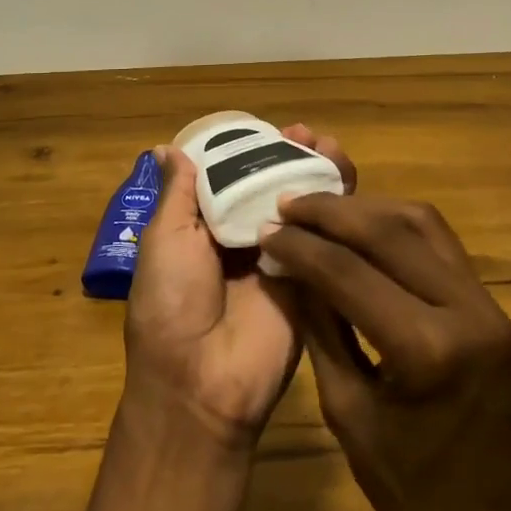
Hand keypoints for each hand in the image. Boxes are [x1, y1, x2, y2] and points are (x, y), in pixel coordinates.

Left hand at [123, 125, 354, 448]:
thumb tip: (169, 148)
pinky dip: (336, 210)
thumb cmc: (171, 302)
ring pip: (303, 208)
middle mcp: (244, 237)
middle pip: (272, 188)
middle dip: (290, 158)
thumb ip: (178, 194)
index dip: (252, 152)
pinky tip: (345, 183)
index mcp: (204, 227)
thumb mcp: (164, 239)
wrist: (201, 381)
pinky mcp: (310, 281)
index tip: (273, 129)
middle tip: (308, 135)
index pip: (234, 177)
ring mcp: (280, 259)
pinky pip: (325, 241)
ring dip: (317, 175)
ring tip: (329, 147)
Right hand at [262, 195, 510, 510]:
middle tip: (286, 202)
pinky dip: (397, 228)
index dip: (300, 245)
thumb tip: (285, 267)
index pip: (349, 272)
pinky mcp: (493, 307)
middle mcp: (466, 311)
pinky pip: (441, 246)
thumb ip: (318, 328)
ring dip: (367, 210)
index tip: (265, 227)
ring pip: (421, 224)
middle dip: (331, 213)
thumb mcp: (348, 413)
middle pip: (389, 232)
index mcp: (427, 350)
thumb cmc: (413, 497)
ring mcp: (488, 305)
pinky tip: (362, 229)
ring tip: (320, 208)